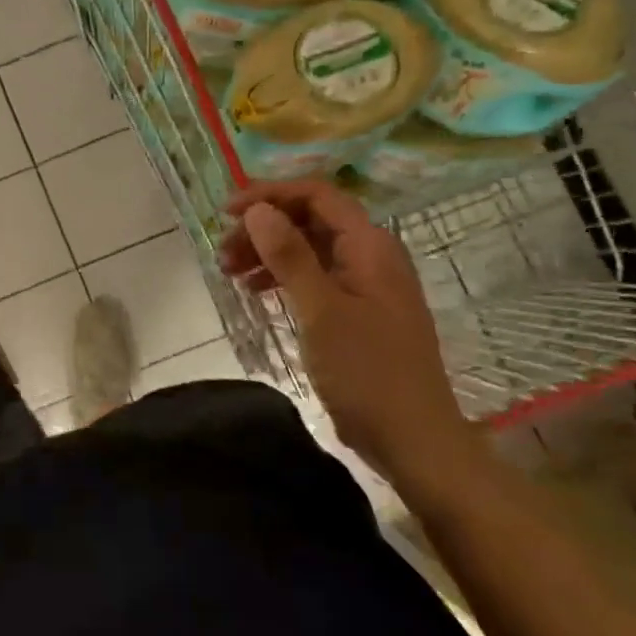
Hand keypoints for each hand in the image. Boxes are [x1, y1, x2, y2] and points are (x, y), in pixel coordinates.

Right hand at [219, 180, 475, 482]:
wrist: (413, 440)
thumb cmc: (367, 371)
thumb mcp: (321, 310)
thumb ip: (289, 255)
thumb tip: (258, 210)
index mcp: (370, 246)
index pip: (316, 195)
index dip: (269, 195)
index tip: (227, 213)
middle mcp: (370, 256)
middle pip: (309, 219)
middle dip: (263, 227)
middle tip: (222, 250)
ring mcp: (364, 284)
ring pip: (308, 248)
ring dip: (267, 252)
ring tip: (228, 270)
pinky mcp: (356, 311)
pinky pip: (313, 276)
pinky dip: (281, 277)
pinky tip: (255, 290)